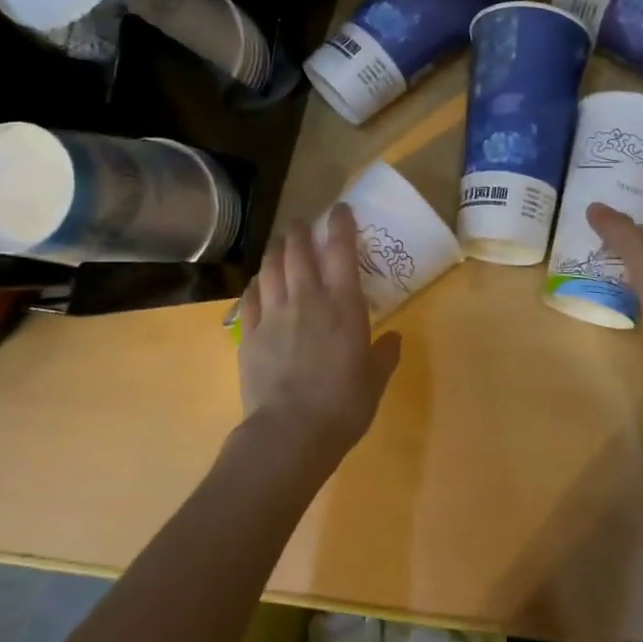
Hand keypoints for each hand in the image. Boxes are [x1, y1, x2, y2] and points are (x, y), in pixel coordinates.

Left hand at [237, 203, 403, 460]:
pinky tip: (259, 282)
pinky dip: (256, 283)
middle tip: (303, 224)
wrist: (289, 432)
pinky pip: (250, 297)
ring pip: (271, 267)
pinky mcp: (248, 333)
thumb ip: (385, 355)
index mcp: (343, 305)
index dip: (340, 224)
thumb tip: (394, 338)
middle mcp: (307, 298)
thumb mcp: (375, 381)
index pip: (341, 249)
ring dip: (276, 249)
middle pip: (298, 250)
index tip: (340, 209)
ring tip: (280, 243)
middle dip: (301, 231)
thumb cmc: (343, 405)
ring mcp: (273, 314)